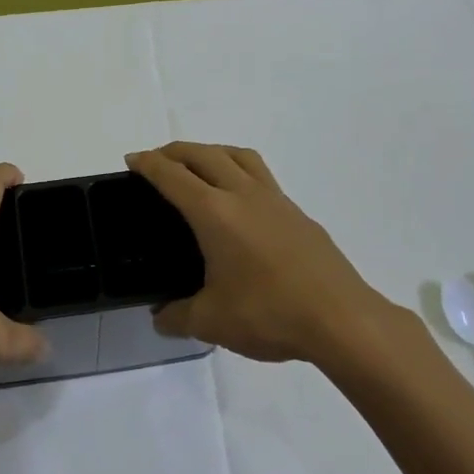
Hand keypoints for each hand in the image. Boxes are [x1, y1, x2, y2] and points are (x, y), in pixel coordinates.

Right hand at [126, 143, 395, 365]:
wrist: (341, 319)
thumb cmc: (269, 314)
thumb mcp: (211, 322)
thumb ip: (178, 316)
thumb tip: (161, 316)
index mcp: (214, 213)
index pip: (172, 176)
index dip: (148, 164)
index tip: (132, 160)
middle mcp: (243, 194)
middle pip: (203, 154)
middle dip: (174, 151)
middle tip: (156, 161)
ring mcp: (275, 200)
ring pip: (238, 155)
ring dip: (211, 151)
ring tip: (198, 166)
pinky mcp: (297, 213)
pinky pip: (261, 176)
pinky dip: (239, 171)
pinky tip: (239, 202)